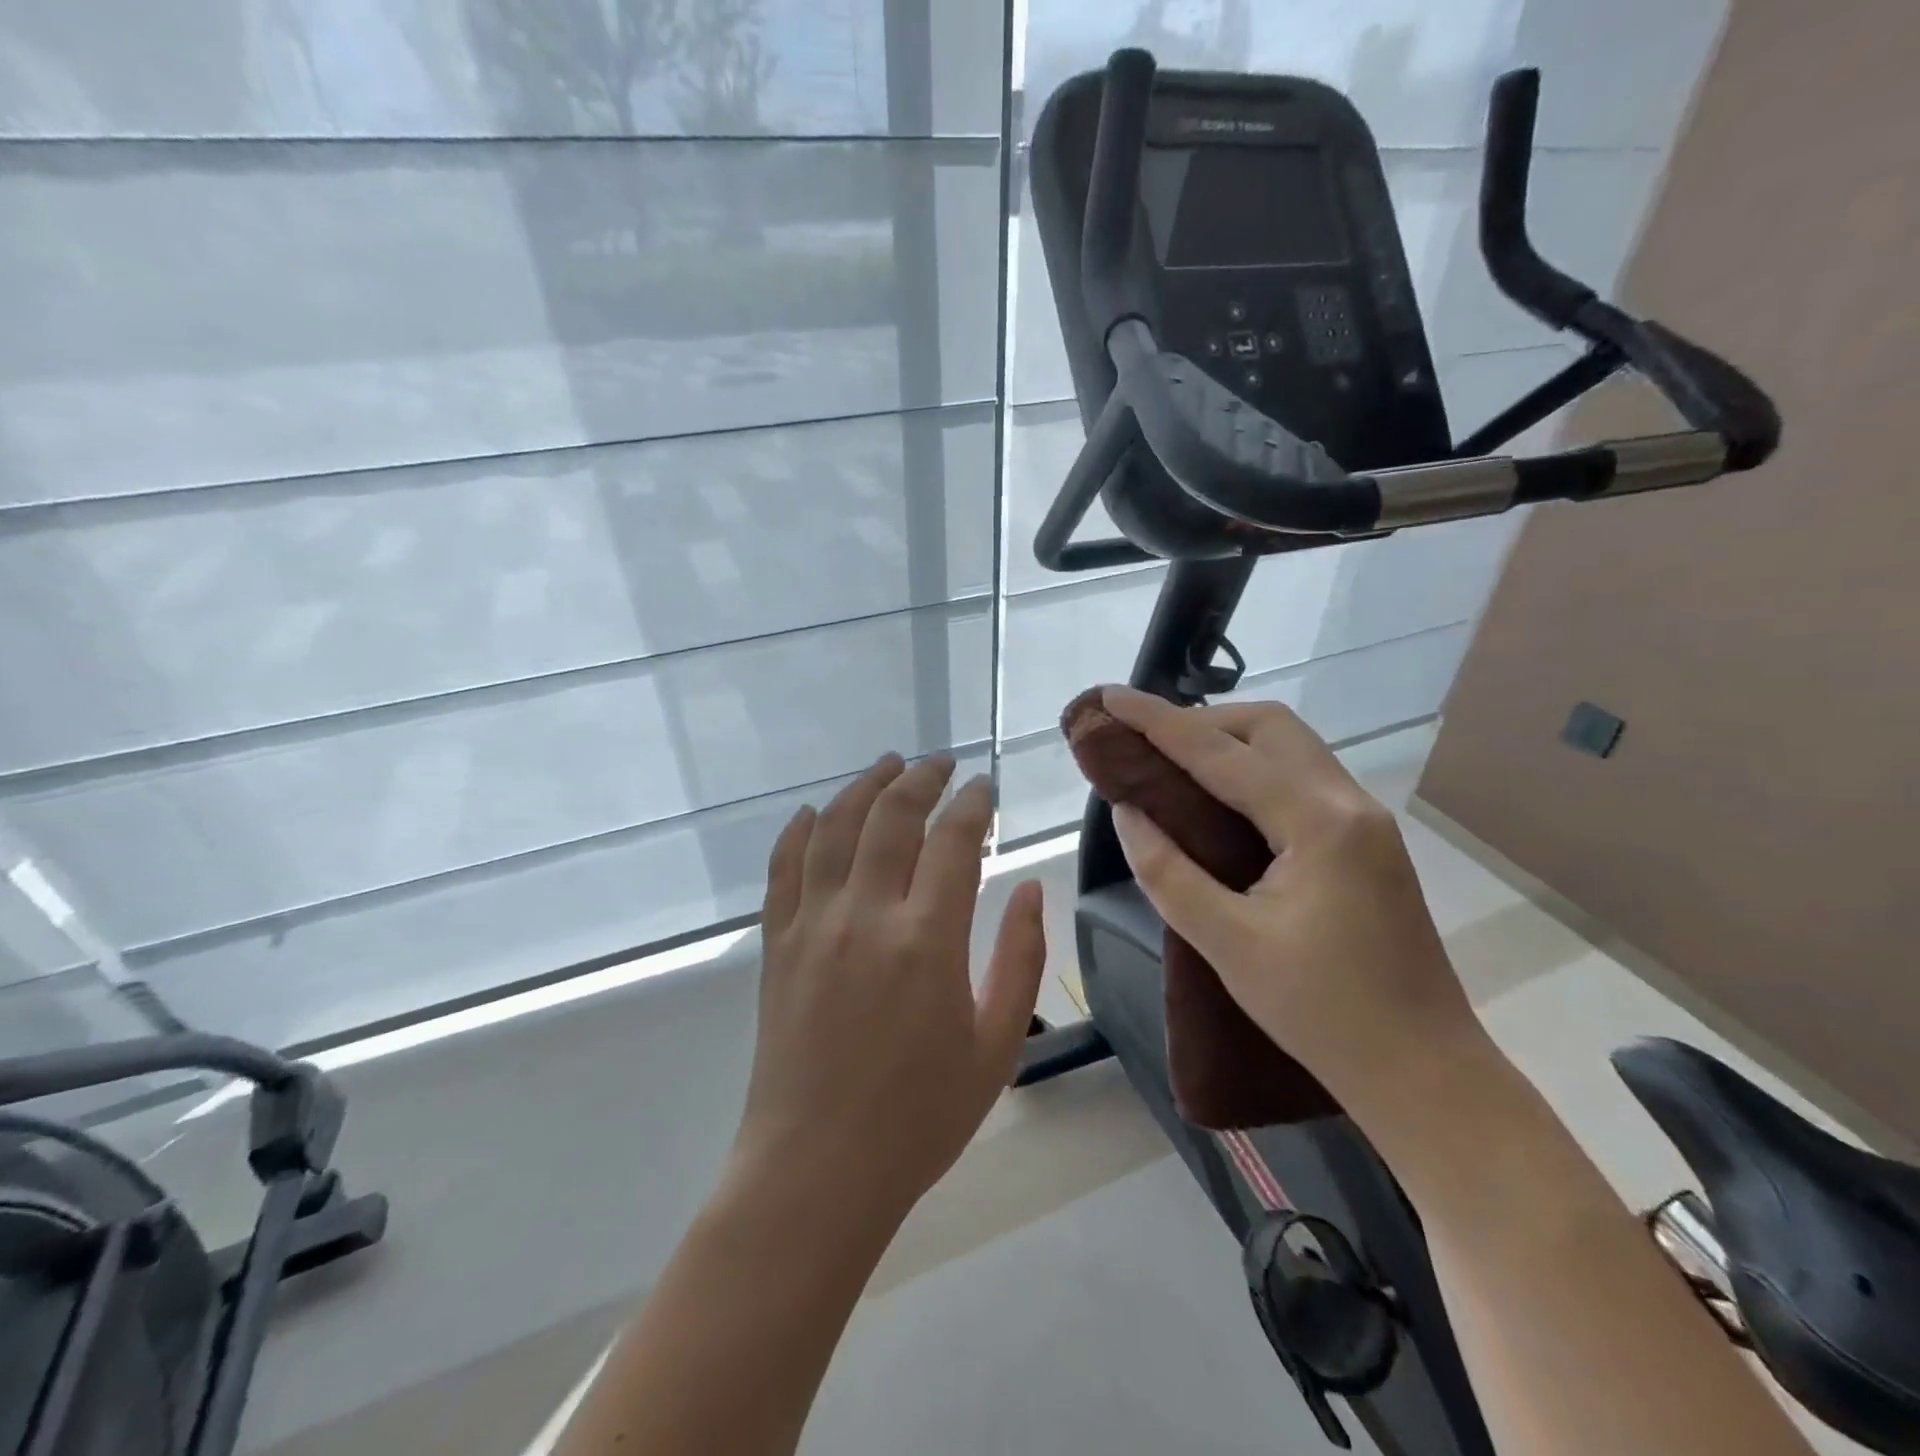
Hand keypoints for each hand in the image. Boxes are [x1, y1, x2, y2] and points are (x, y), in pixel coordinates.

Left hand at [733, 753, 1046, 1226]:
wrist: (817, 1171)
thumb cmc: (920, 1118)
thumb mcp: (997, 1046)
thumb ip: (1021, 959)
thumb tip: (1033, 888)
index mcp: (928, 940)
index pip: (953, 840)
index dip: (972, 803)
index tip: (983, 786)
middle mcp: (866, 916)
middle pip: (892, 817)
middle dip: (921, 778)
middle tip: (940, 763)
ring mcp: (813, 925)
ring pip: (836, 828)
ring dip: (864, 787)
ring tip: (887, 765)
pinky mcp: (778, 944)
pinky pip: (785, 868)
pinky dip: (800, 830)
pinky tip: (816, 811)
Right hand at [1100, 686, 1483, 1113]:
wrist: (1424, 1072)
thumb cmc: (1322, 1013)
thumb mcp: (1227, 943)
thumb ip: (1167, 871)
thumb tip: (1128, 812)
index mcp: (1318, 823)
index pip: (1221, 753)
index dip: (1158, 721)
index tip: (1111, 696)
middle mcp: (1349, 803)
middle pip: (1270, 727)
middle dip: (1201, 721)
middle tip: (1146, 742)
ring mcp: (1366, 821)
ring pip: (1290, 748)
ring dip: (1230, 743)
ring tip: (1173, 764)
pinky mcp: (1368, 843)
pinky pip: (1302, 779)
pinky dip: (1254, 770)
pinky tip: (1220, 800)